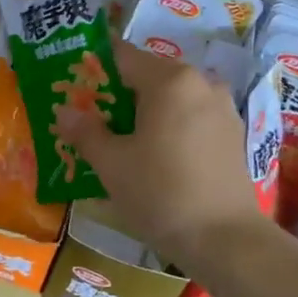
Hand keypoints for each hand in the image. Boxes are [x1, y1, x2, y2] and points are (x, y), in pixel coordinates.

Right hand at [53, 41, 266, 263]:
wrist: (226, 241)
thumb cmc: (161, 193)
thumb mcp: (112, 164)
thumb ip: (85, 131)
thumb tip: (64, 111)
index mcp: (170, 80)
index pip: (122, 56)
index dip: (94, 66)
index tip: (73, 83)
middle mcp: (201, 83)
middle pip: (148, 76)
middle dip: (118, 94)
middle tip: (90, 118)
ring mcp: (222, 109)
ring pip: (172, 99)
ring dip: (145, 113)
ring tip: (120, 141)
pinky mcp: (233, 135)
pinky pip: (191, 118)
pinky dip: (169, 128)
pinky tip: (154, 157)